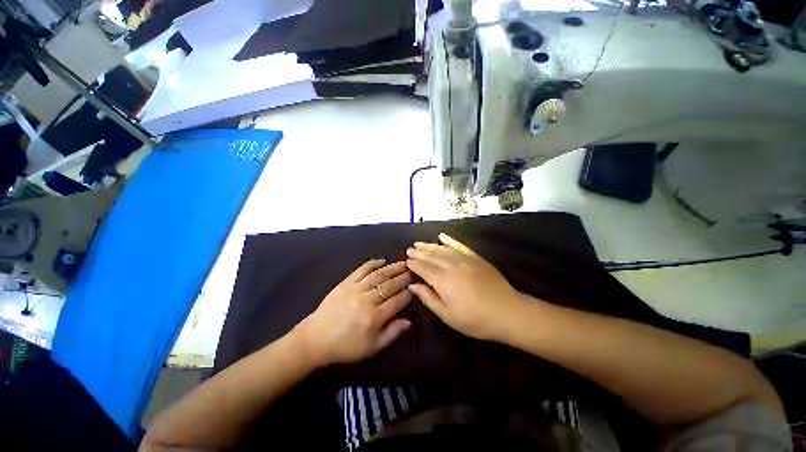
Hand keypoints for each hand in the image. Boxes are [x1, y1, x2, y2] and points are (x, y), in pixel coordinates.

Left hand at [295, 260, 412, 365]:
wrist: (316, 339)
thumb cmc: (346, 346)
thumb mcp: (372, 347)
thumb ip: (392, 333)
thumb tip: (409, 321)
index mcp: (375, 317)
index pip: (397, 301)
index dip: (407, 294)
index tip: (414, 288)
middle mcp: (367, 300)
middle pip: (390, 285)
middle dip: (403, 277)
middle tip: (412, 271)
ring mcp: (356, 288)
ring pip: (378, 275)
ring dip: (392, 268)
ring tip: (403, 263)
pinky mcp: (346, 283)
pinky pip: (362, 269)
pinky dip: (372, 263)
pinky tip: (382, 260)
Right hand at [406, 234, 522, 340]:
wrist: (508, 312)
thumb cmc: (475, 319)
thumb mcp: (448, 315)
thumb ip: (428, 298)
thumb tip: (413, 285)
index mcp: (442, 280)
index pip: (423, 268)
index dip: (413, 264)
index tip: (406, 261)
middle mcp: (451, 266)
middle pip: (431, 256)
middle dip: (419, 252)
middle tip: (409, 249)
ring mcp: (464, 259)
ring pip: (442, 249)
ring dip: (429, 245)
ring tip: (419, 243)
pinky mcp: (475, 258)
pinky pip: (460, 245)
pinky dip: (450, 240)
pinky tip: (442, 236)